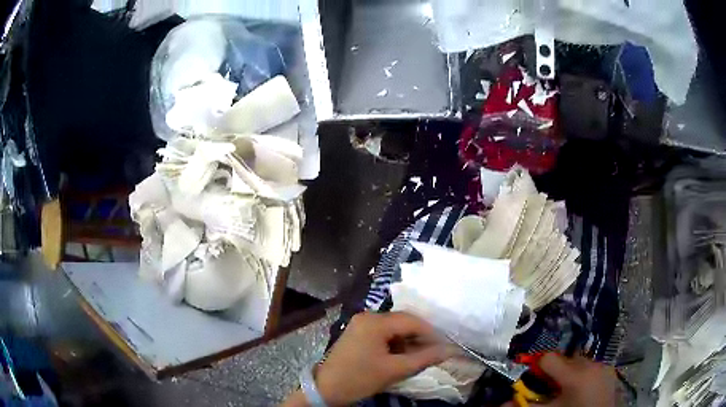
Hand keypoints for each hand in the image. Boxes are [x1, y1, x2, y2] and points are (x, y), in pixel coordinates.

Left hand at [313, 312, 449, 405]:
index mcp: (375, 322)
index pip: (412, 321)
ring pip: (394, 328)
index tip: (445, 345)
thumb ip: (425, 358)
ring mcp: (361, 324)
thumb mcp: (395, 370)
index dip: (432, 333)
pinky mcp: (358, 333)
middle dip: (420, 337)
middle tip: (435, 351)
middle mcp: (368, 316)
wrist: (326, 389)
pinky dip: (395, 343)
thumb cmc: (360, 379)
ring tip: (419, 357)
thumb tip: (450, 350)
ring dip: (408, 341)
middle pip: (403, 322)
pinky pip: (383, 333)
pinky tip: (402, 356)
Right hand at [504, 353, 616, 406]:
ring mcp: (603, 366)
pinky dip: (584, 374)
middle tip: (550, 388)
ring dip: (570, 372)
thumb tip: (502, 403)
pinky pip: (592, 366)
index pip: (549, 358)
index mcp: (574, 374)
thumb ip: (526, 405)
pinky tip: (582, 389)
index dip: (538, 367)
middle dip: (555, 371)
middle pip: (565, 359)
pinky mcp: (610, 371)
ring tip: (567, 389)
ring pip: (580, 362)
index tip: (534, 378)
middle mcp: (590, 364)